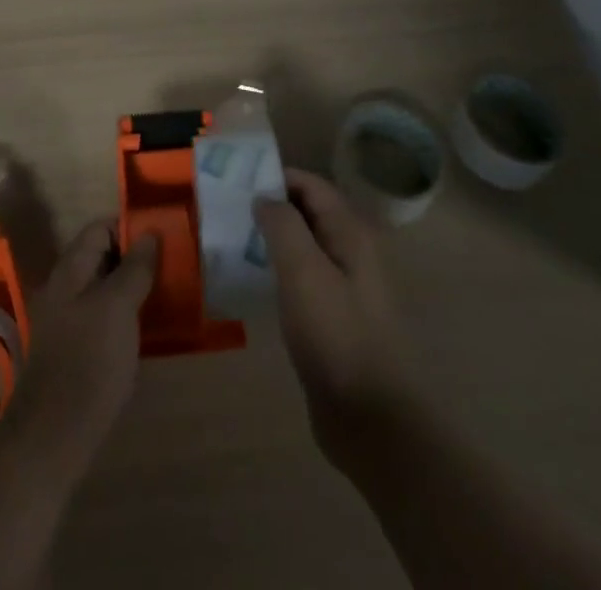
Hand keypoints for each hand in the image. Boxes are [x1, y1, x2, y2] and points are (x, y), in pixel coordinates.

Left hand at [0, 220, 158, 476]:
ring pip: (104, 288)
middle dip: (135, 257)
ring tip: (165, 294)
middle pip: (101, 257)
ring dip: (132, 287)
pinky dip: (124, 314)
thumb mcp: (118, 307)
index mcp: (69, 270)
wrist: (54, 435)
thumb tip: (150, 234)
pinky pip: (103, 317)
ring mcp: (67, 320)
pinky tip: (146, 328)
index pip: (99, 228)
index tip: (162, 237)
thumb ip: (134, 268)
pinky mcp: (74, 350)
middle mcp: (64, 288)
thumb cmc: (89, 360)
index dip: (129, 226)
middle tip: (170, 267)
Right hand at [255, 168, 419, 467]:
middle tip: (227, 211)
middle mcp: (352, 254)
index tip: (237, 182)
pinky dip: (277, 272)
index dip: (276, 177)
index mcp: (351, 234)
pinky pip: (302, 281)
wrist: (373, 422)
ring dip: (270, 240)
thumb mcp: (304, 272)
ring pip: (303, 248)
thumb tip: (264, 196)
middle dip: (270, 207)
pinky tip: (251, 282)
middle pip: (308, 214)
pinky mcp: (334, 321)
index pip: (312, 186)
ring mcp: (345, 289)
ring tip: (231, 242)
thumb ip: (283, 225)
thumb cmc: (337, 336)